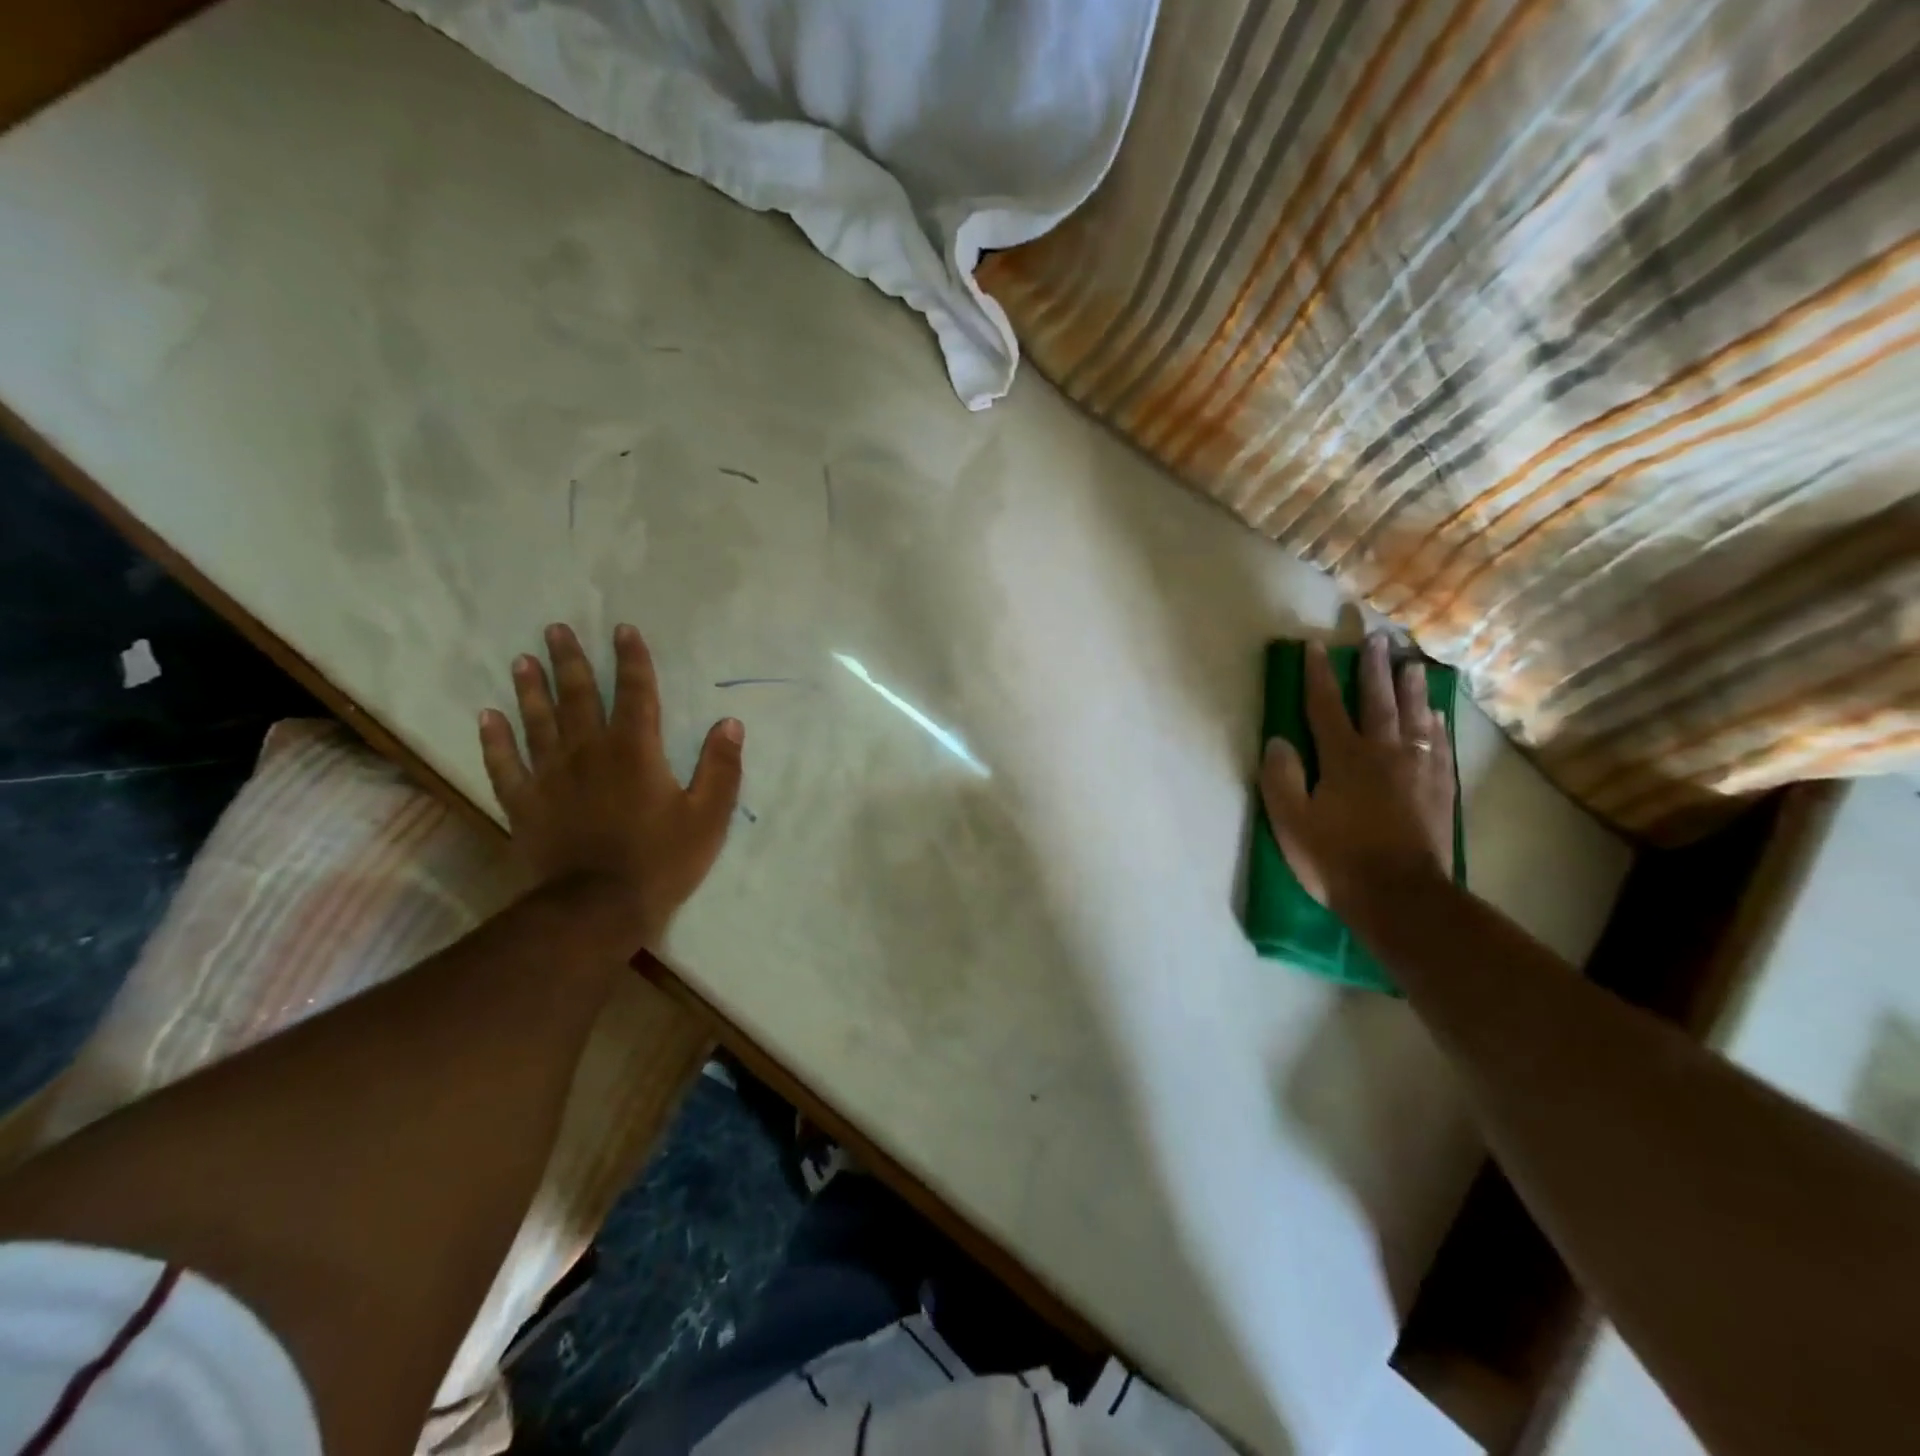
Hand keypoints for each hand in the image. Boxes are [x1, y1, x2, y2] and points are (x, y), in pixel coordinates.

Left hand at [478, 623, 743, 949]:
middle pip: (577, 696)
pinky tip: (487, 717)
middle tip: (555, 629)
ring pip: (537, 721)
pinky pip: (504, 764)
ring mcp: (550, 777)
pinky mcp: (524, 804)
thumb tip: (730, 723)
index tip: (622, 629)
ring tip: (522, 660)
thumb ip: (720, 767)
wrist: (597, 909)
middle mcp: (589, 752)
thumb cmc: (661, 861)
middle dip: (569, 660)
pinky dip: (494, 740)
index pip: (634, 692)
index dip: (630, 659)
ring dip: (530, 689)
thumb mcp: (708, 816)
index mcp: (635, 750)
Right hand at [1260, 634, 1455, 911]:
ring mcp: (1417, 770)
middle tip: (1377, 639)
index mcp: (1343, 758)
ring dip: (1411, 689)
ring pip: (1415, 718)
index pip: (1325, 706)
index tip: (1315, 647)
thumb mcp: (1290, 821)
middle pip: (1377, 702)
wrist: (1400, 896)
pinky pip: (1439, 746)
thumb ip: (1281, 777)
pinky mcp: (1439, 790)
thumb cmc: (1336, 858)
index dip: (1318, 675)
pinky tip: (1436, 716)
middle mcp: (1383, 753)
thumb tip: (1278, 740)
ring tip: (1412, 665)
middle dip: (1373, 669)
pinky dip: (1436, 725)